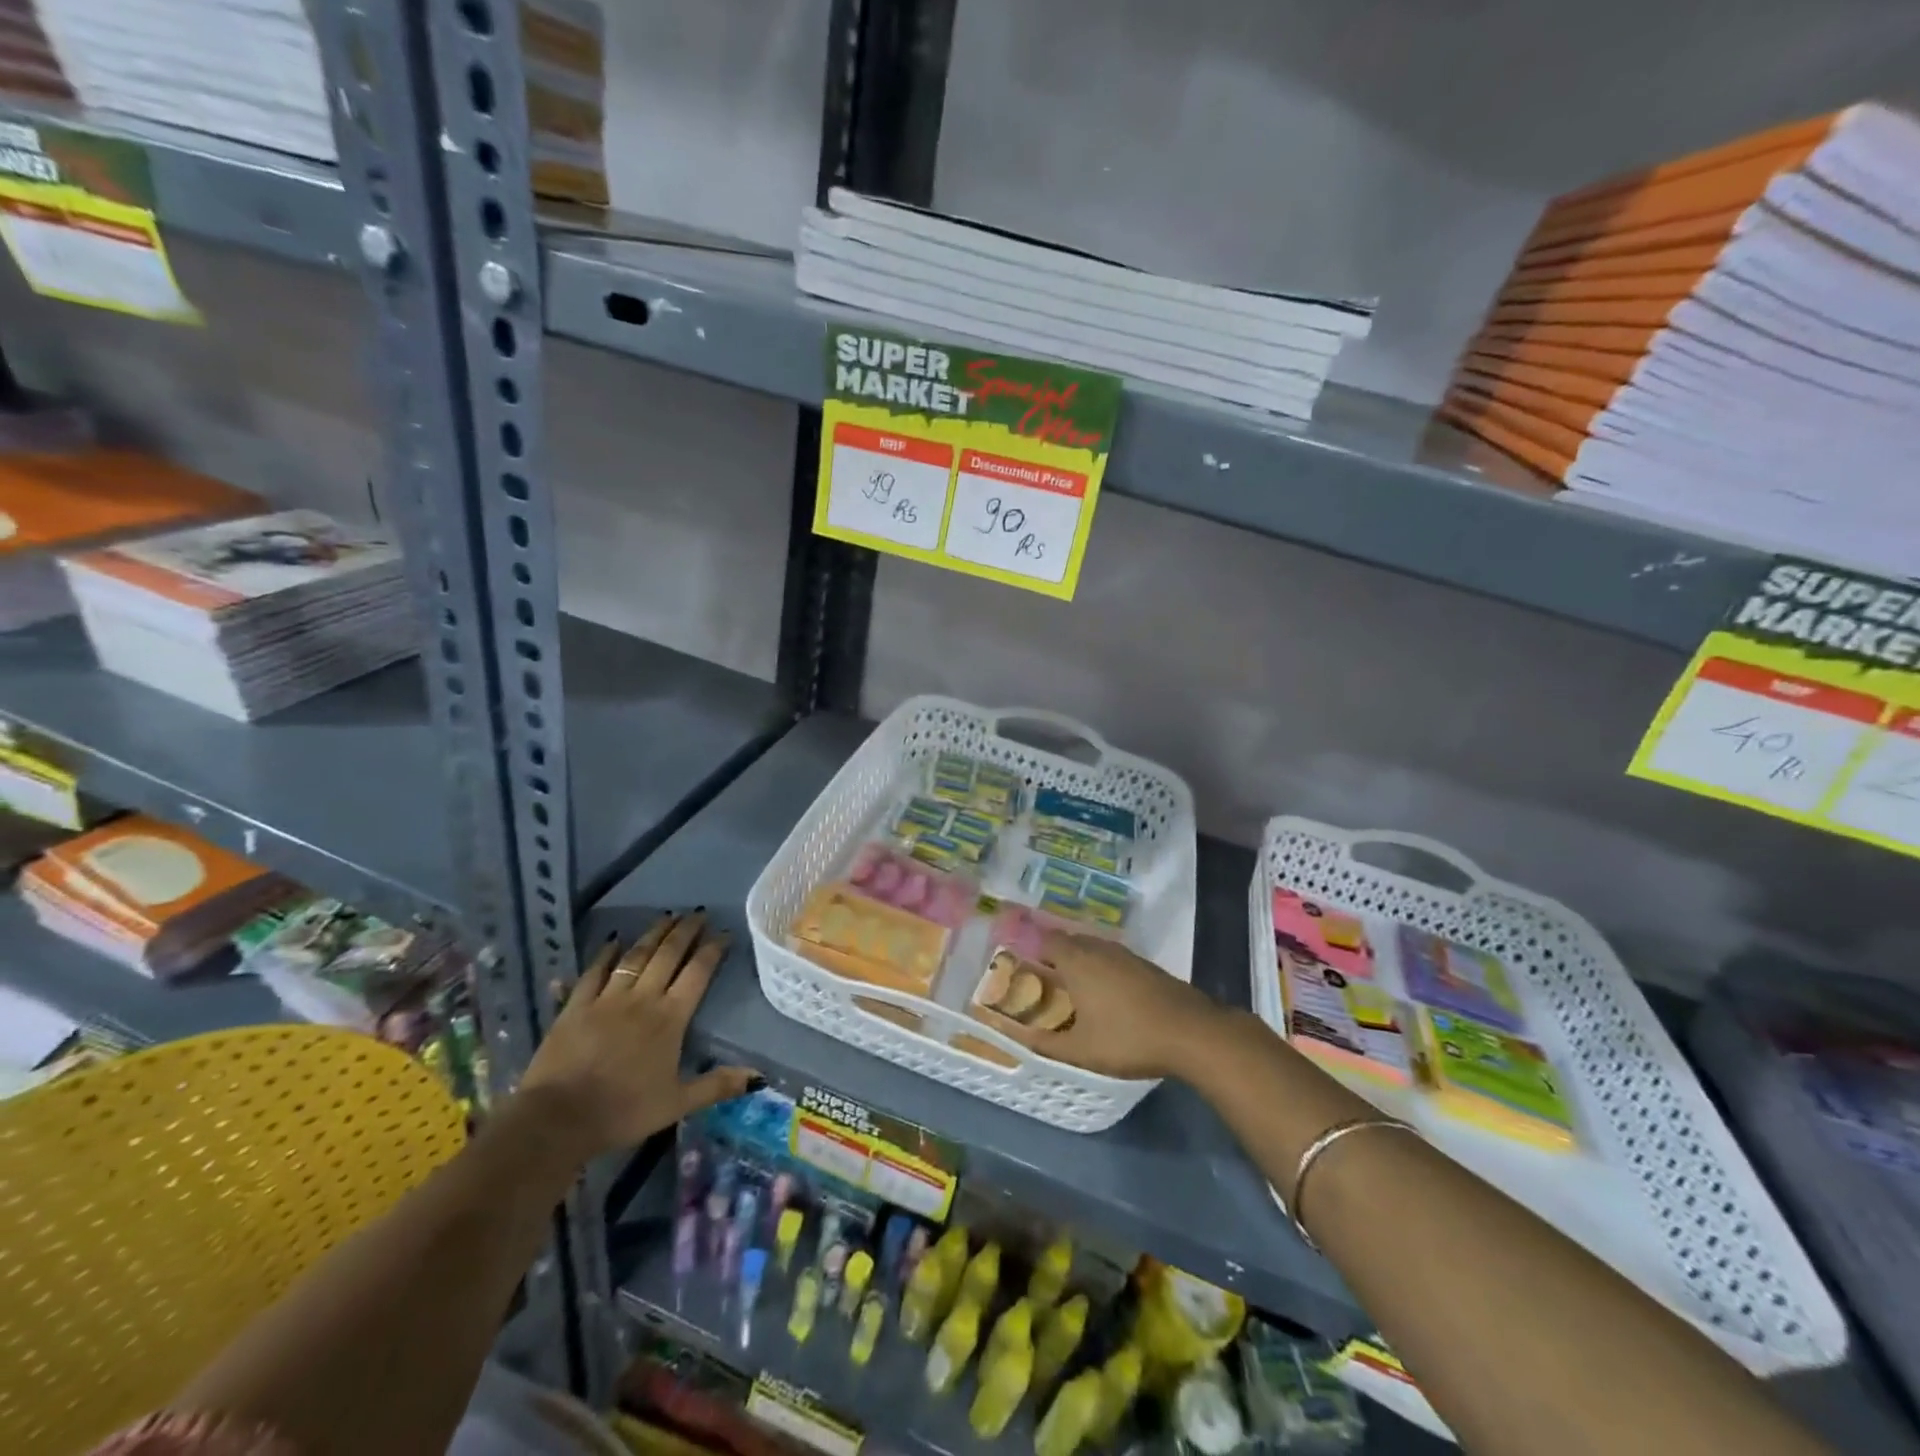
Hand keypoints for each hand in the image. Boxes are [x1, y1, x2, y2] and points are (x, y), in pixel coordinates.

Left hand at [518, 912, 757, 1159]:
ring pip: (635, 956)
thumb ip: (716, 1085)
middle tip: (698, 912)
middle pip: (668, 954)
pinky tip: (613, 940)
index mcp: (670, 1018)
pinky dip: (605, 954)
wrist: (558, 1119)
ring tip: (667, 916)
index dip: (713, 949)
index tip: (725, 933)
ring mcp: (607, 999)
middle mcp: (642, 998)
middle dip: (686, 931)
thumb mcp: (677, 1104)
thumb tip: (758, 1076)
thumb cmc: (623, 1111)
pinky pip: (594, 971)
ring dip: (653, 934)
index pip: (698, 973)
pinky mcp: (576, 1006)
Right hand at [1000, 931, 1228, 1079]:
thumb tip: (1023, 1039)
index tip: (1025, 966)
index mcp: (1077, 961)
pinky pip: (1114, 958)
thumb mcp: (1081, 1050)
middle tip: (1046, 979)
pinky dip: (1104, 968)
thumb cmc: (1127, 1038)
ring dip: (1082, 960)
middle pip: (1071, 941)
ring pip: (1095, 948)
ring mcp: (1126, 955)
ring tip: (1075, 987)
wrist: (1190, 1032)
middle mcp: (1099, 949)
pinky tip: (1108, 993)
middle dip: (1057, 955)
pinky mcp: (1147, 966)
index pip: (1048, 940)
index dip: (1034, 949)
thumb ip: (1048, 1044)